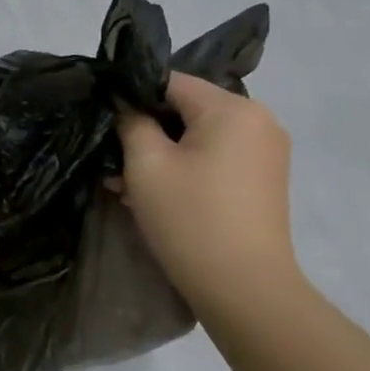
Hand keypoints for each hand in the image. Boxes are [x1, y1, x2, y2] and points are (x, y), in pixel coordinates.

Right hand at [113, 72, 298, 310]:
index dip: (132, 96)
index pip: (170, 81)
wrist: (244, 288)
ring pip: (198, 136)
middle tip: (112, 159)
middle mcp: (258, 120)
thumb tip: (125, 104)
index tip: (104, 121)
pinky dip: (185, 167)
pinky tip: (154, 194)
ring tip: (125, 183)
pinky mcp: (263, 179)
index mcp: (233, 108)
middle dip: (147, 130)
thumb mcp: (146, 165)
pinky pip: (215, 157)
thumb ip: (131, 122)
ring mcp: (265, 151)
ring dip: (162, 153)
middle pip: (187, 108)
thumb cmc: (190, 218)